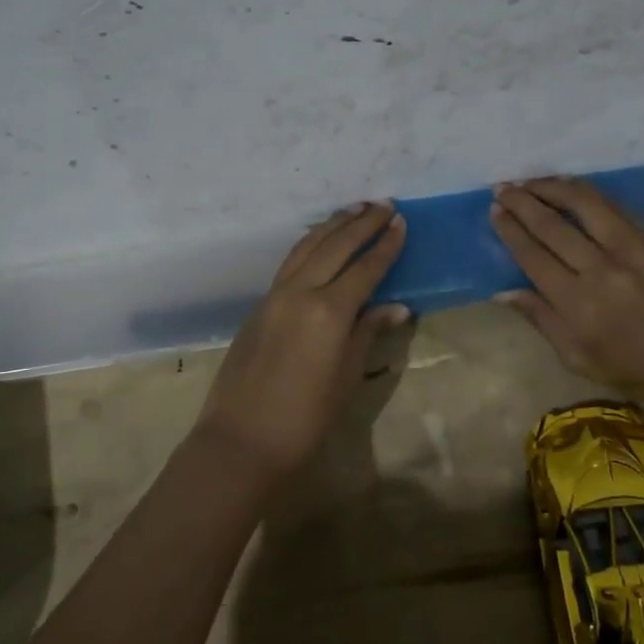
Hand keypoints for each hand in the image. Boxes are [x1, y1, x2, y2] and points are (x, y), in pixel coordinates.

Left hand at [196, 202, 409, 480]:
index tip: (401, 222)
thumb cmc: (305, 418)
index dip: (385, 245)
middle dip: (362, 223)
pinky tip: (319, 240)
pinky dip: (309, 243)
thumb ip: (368, 333)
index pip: (365, 268)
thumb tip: (396, 306)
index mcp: (329, 310)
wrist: (242, 440)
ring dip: (333, 225)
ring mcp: (275, 295)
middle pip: (335, 246)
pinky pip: (290, 262)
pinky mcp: (259, 305)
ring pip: (307, 247)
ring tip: (354, 209)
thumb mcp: (347, 377)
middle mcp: (301, 291)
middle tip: (384, 204)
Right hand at [490, 177, 643, 415]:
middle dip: (522, 202)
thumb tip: (503, 291)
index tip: (495, 211)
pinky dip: (587, 192)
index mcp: (578, 306)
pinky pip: (613, 207)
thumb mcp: (580, 360)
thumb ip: (542, 321)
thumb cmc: (639, 370)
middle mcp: (600, 271)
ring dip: (551, 187)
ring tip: (530, 180)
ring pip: (583, 206)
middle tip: (502, 188)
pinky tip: (570, 186)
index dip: (511, 230)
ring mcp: (630, 250)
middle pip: (552, 226)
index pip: (533, 256)